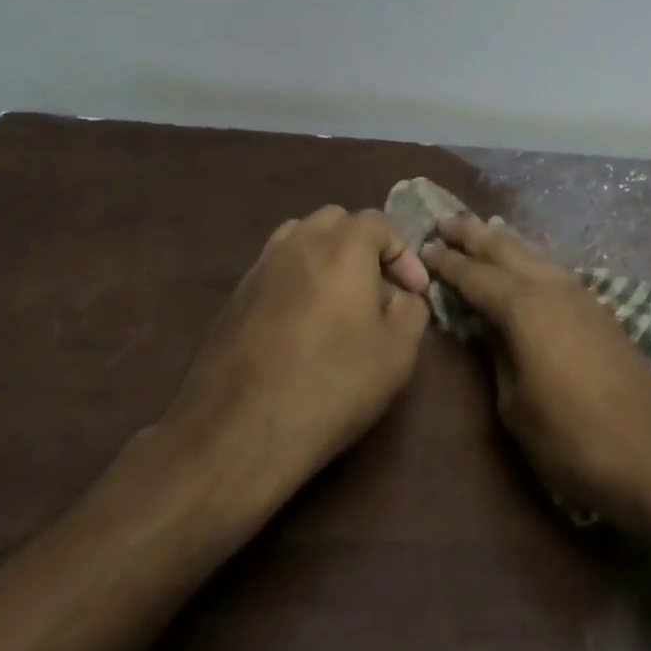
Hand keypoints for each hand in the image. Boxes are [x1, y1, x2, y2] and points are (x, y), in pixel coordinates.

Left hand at [161, 206, 431, 507]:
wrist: (240, 430)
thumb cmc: (332, 384)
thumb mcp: (397, 353)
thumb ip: (412, 311)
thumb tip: (403, 296)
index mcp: (343, 246)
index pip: (379, 223)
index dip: (403, 253)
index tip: (413, 291)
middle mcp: (300, 241)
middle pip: (337, 220)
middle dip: (363, 245)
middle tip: (377, 287)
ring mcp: (262, 265)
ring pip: (301, 236)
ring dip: (327, 255)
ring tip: (338, 297)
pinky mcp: (237, 293)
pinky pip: (276, 266)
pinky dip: (297, 277)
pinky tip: (302, 320)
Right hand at [420, 215, 650, 529]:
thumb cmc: (571, 437)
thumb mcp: (515, 405)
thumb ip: (496, 355)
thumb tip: (485, 327)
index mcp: (522, 305)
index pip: (473, 274)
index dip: (446, 262)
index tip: (423, 247)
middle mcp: (549, 285)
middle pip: (504, 247)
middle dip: (472, 233)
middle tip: (445, 221)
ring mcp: (579, 293)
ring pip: (532, 252)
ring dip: (503, 240)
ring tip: (482, 228)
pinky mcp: (598, 308)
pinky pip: (551, 268)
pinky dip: (529, 257)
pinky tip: (525, 262)